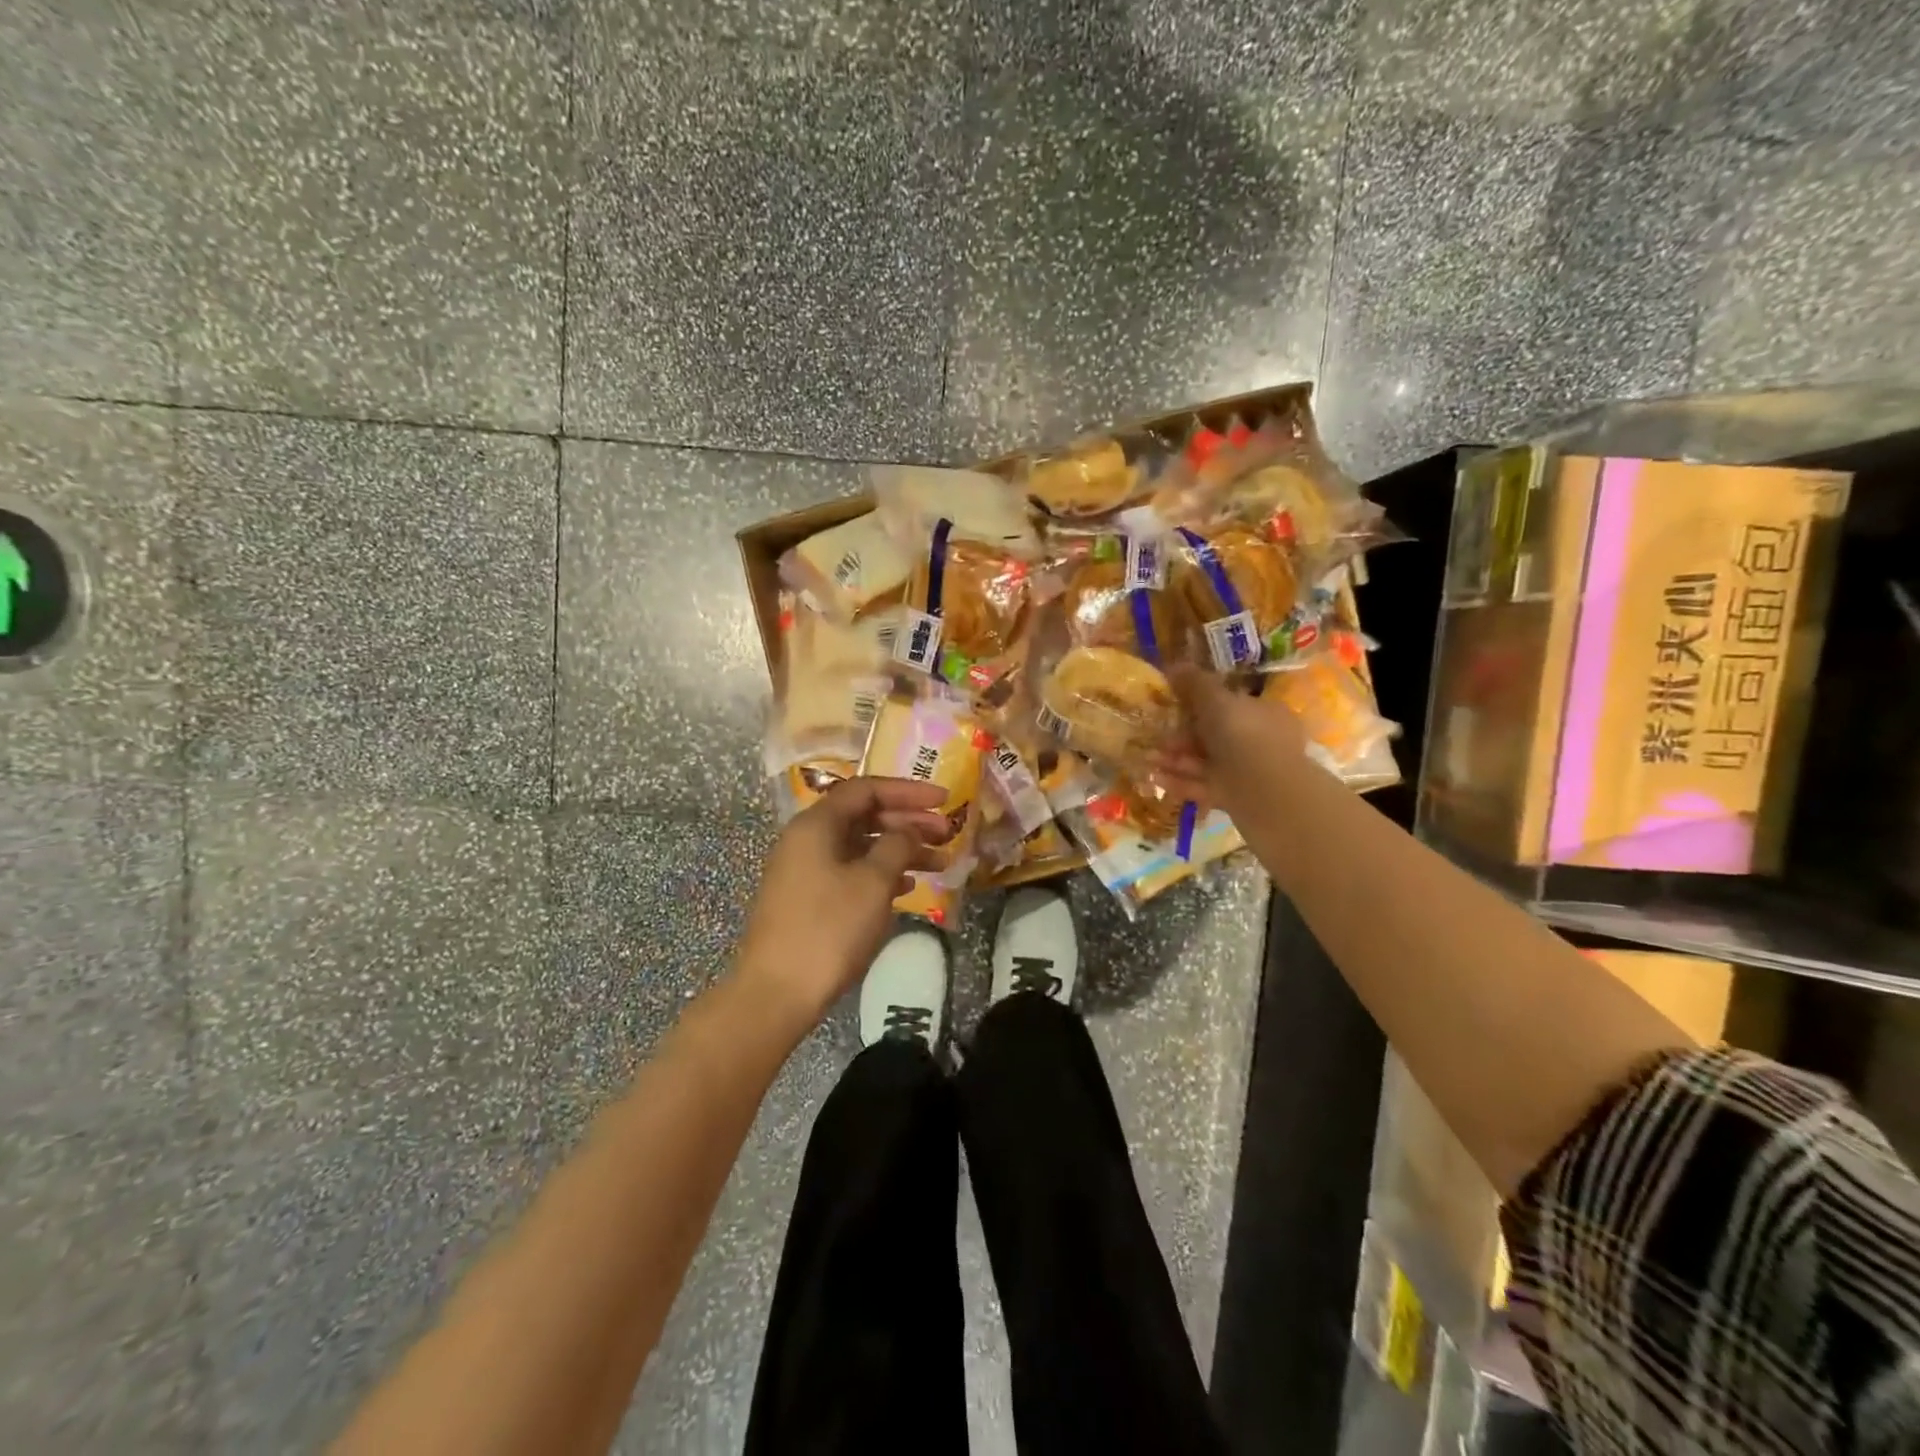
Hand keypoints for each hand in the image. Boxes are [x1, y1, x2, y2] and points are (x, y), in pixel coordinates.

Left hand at [736, 777, 952, 1025]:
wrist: (777, 993)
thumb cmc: (829, 929)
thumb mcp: (872, 882)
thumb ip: (897, 845)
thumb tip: (908, 830)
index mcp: (816, 825)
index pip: (866, 789)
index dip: (908, 790)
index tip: (944, 800)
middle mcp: (807, 839)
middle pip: (864, 816)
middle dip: (909, 822)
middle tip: (948, 834)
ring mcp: (805, 870)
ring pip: (860, 846)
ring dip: (900, 850)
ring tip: (940, 863)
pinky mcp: (808, 899)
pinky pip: (851, 872)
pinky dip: (881, 873)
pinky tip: (909, 887)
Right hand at [1155, 665, 1307, 810]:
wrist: (1268, 795)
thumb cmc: (1244, 737)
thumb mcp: (1216, 700)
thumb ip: (1195, 683)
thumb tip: (1174, 664)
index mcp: (1263, 712)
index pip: (1229, 702)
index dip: (1199, 702)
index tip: (1171, 703)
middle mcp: (1258, 740)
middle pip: (1213, 734)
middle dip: (1180, 735)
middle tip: (1153, 734)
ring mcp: (1247, 771)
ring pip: (1205, 761)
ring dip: (1175, 759)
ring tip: (1146, 758)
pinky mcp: (1234, 797)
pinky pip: (1202, 785)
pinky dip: (1180, 781)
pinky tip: (1155, 778)